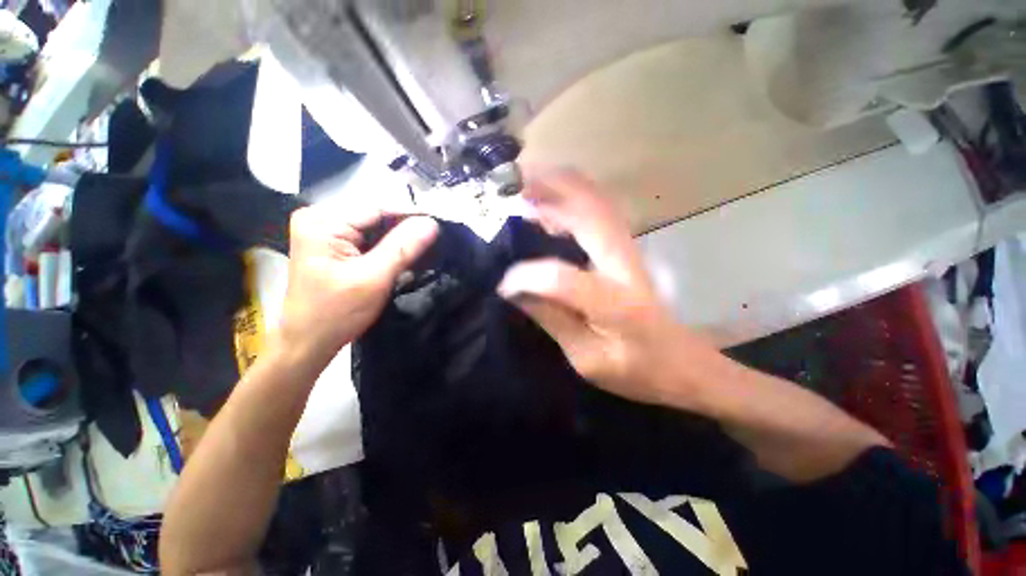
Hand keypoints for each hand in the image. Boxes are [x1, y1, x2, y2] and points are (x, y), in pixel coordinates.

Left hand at [278, 204, 438, 366]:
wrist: (309, 343)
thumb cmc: (336, 313)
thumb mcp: (374, 278)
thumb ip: (403, 248)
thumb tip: (432, 223)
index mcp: (323, 222)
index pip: (378, 209)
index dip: (412, 216)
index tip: (440, 226)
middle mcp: (321, 219)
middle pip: (376, 217)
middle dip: (406, 229)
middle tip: (437, 239)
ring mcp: (326, 233)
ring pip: (376, 229)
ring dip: (400, 240)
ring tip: (427, 247)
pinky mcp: (334, 247)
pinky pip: (370, 240)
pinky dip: (389, 248)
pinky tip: (407, 255)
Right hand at [497, 170, 713, 406]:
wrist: (682, 363)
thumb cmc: (638, 370)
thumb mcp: (588, 360)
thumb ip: (552, 320)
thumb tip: (515, 292)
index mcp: (616, 302)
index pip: (562, 279)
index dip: (526, 278)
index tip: (503, 285)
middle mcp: (624, 265)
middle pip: (588, 211)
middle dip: (548, 192)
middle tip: (512, 188)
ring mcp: (627, 252)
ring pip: (595, 202)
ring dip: (559, 189)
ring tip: (524, 187)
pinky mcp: (625, 251)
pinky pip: (598, 212)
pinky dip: (571, 200)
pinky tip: (548, 208)